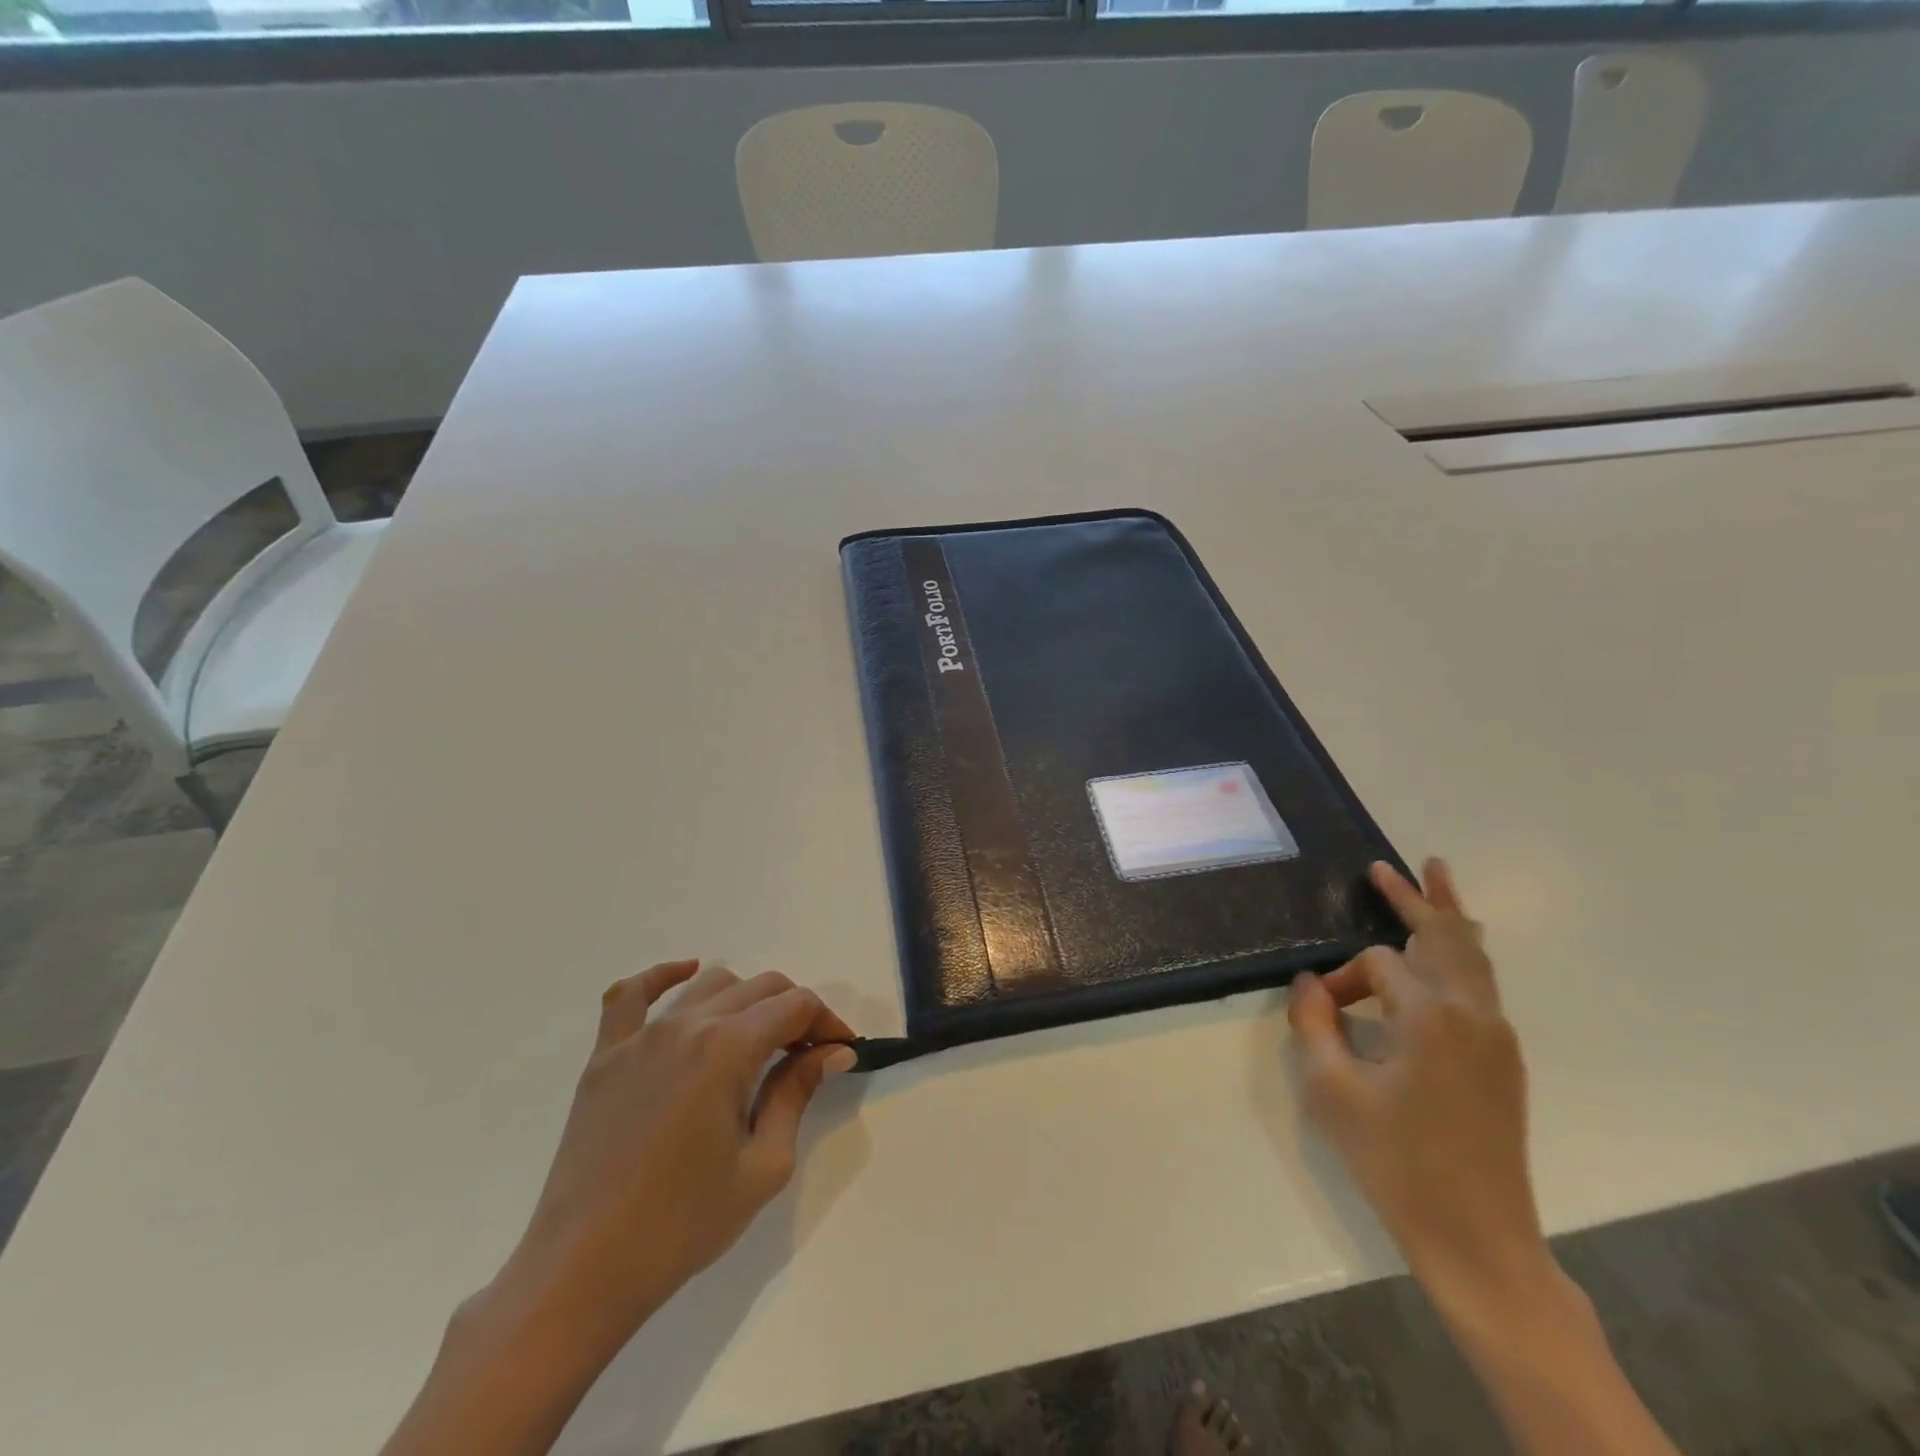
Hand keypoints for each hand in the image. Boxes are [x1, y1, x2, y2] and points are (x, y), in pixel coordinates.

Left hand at [501, 961, 857, 1344]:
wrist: (583, 1270)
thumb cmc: (683, 1224)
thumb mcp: (762, 1165)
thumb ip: (797, 1093)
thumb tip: (833, 1051)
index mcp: (728, 1049)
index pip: (796, 1006)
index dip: (827, 1022)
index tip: (840, 1051)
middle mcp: (688, 1025)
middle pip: (760, 988)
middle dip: (794, 1011)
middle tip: (806, 1053)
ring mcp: (640, 1036)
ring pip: (709, 985)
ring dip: (745, 1000)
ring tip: (756, 1038)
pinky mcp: (605, 1055)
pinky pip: (630, 995)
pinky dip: (663, 976)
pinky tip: (686, 972)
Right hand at [1288, 860, 1549, 1311]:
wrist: (1478, 1239)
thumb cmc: (1396, 1162)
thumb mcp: (1332, 1090)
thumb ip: (1314, 1024)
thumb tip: (1310, 982)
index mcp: (1432, 1018)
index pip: (1377, 966)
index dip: (1341, 978)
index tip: (1320, 1009)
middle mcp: (1474, 1015)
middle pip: (1446, 937)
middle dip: (1416, 898)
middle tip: (1386, 867)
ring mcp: (1498, 1038)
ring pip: (1474, 957)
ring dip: (1448, 918)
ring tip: (1435, 880)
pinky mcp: (1504, 1061)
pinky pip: (1483, 986)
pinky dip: (1463, 953)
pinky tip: (1451, 949)